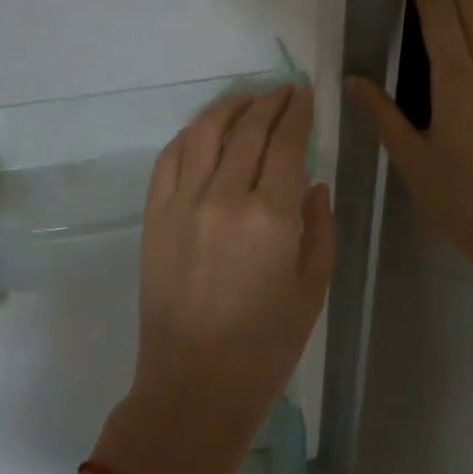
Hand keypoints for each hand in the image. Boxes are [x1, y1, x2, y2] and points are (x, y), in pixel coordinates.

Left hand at [93, 84, 334, 473]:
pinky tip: (203, 132)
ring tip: (245, 98)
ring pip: (203, 134)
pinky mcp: (153, 217)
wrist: (194, 384)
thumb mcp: (312, 289)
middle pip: (247, 130)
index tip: (304, 93)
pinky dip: (188, 137)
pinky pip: (168, 160)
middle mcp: (223, 197)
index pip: (286, 143)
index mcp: (271, 216)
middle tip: (282, 90)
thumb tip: (312, 184)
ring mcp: (181, 204)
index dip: (297, 112)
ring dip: (227, 108)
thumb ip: (319, 229)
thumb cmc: (266, 347)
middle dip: (268, 102)